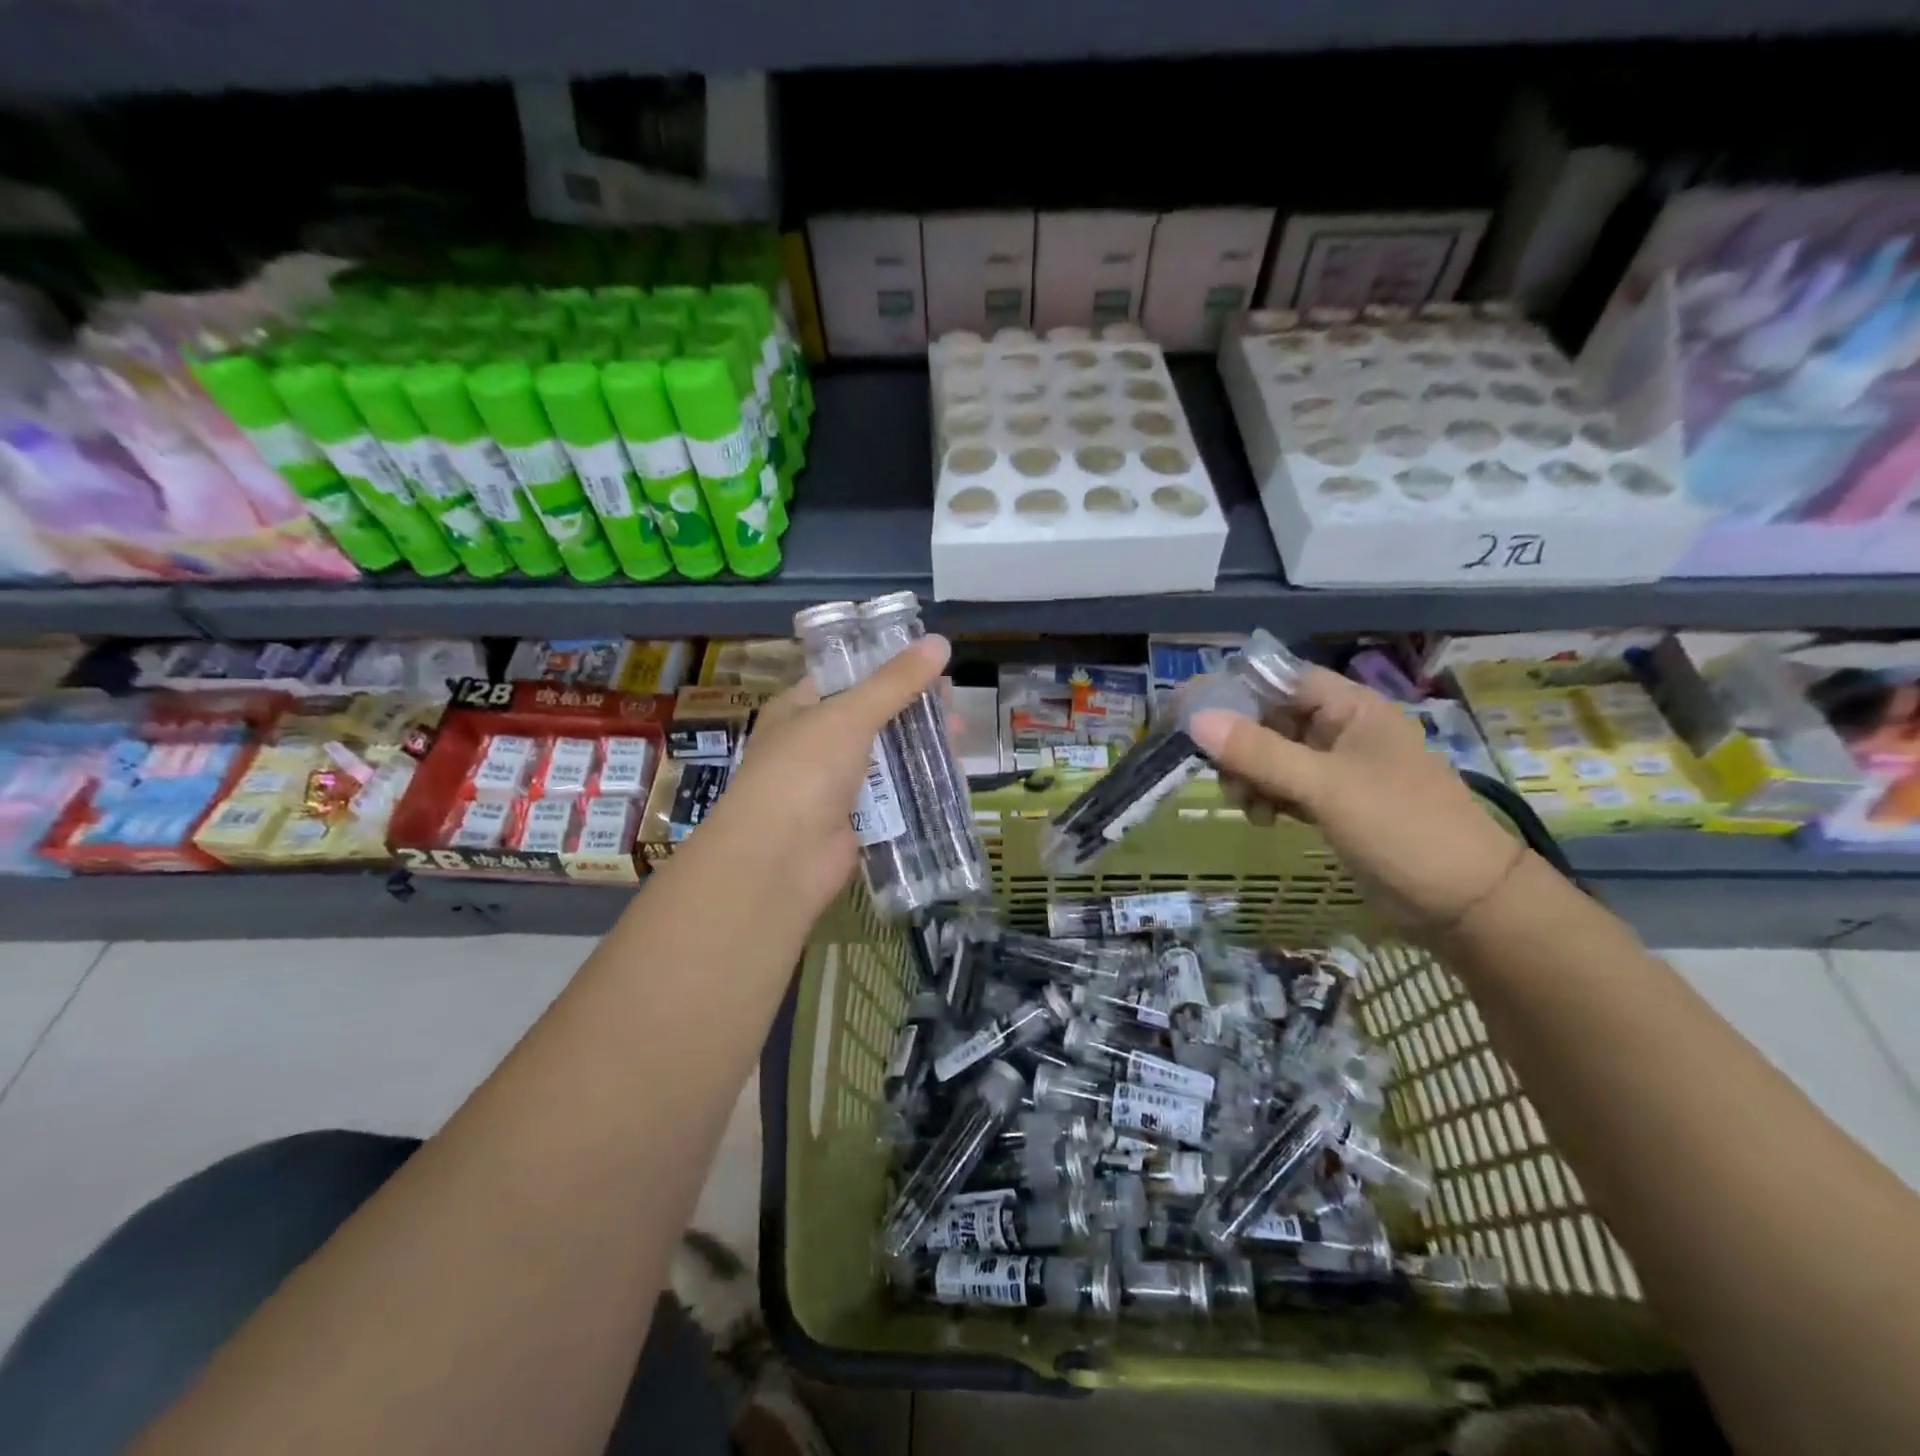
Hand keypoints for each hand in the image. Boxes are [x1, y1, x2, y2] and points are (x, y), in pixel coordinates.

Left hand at [694, 634, 952, 922]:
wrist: (779, 857)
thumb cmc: (805, 770)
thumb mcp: (849, 715)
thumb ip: (895, 681)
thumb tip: (940, 642)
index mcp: (799, 709)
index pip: (847, 677)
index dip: (888, 668)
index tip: (930, 664)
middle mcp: (814, 744)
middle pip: (873, 718)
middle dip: (913, 710)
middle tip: (954, 705)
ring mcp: (834, 785)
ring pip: (886, 758)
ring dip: (920, 747)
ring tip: (960, 737)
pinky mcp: (854, 820)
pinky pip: (892, 796)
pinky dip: (918, 786)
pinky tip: (950, 776)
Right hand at [1186, 667, 1523, 931]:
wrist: (1464, 902)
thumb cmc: (1400, 827)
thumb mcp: (1325, 786)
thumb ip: (1259, 752)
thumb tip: (1195, 720)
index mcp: (1352, 709)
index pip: (1281, 679)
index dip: (1236, 689)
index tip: (1192, 711)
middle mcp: (1344, 730)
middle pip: (1272, 719)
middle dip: (1240, 744)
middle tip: (1219, 772)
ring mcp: (1339, 769)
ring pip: (1274, 756)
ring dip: (1250, 775)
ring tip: (1246, 804)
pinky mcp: (1335, 803)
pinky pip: (1286, 786)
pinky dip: (1268, 797)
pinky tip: (1265, 819)